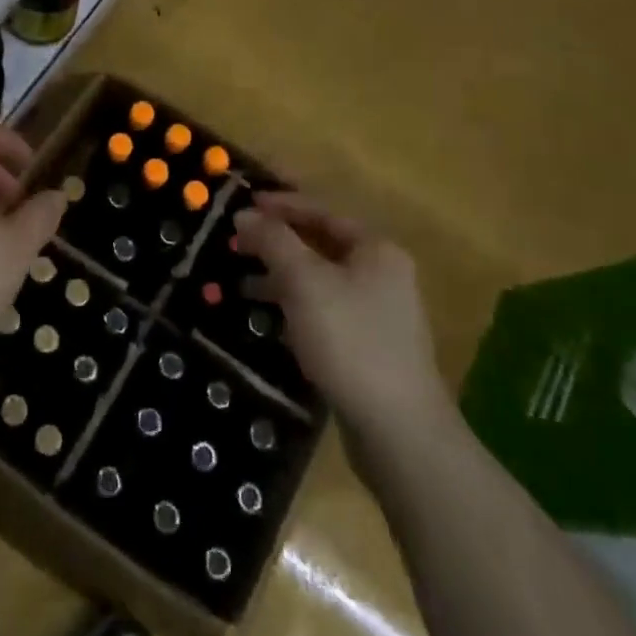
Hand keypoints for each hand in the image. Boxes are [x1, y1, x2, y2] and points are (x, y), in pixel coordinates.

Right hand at [232, 191, 455, 460]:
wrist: (399, 432)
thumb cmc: (350, 340)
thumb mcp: (304, 282)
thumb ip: (273, 241)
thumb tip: (245, 213)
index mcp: (375, 249)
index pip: (321, 211)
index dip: (280, 204)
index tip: (242, 203)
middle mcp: (381, 274)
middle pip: (320, 245)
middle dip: (277, 243)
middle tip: (236, 243)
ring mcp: (377, 314)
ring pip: (320, 282)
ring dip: (280, 278)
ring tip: (240, 283)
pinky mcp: (367, 349)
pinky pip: (324, 313)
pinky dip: (295, 309)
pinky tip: (268, 321)